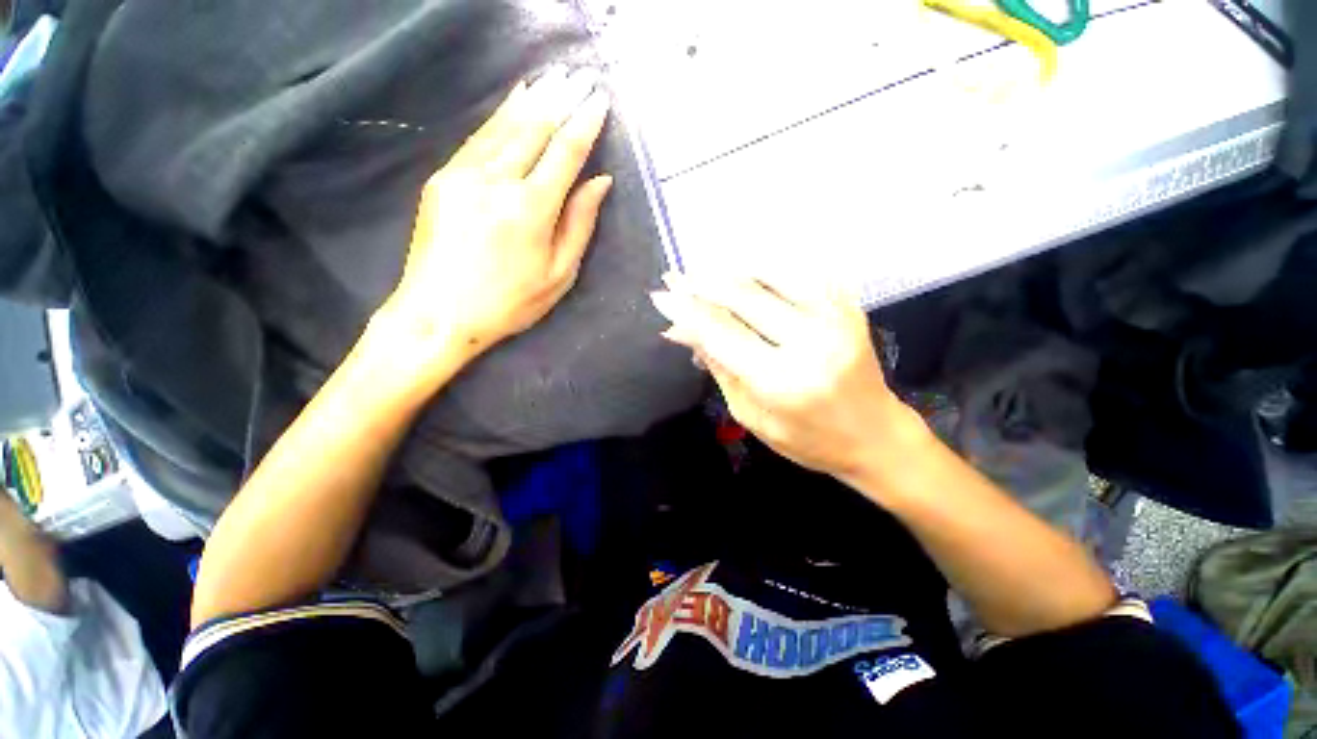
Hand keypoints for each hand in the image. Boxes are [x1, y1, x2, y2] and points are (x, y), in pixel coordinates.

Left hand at [382, 66, 613, 369]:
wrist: (438, 314)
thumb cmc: (510, 303)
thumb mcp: (558, 275)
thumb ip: (579, 225)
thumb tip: (599, 183)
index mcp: (531, 209)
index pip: (565, 153)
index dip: (585, 124)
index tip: (599, 100)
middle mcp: (497, 182)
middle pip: (534, 129)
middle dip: (560, 99)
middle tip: (579, 75)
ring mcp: (464, 175)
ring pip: (504, 126)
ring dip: (530, 100)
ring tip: (550, 78)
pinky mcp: (443, 179)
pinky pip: (478, 139)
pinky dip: (499, 117)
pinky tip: (512, 103)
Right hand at [650, 271, 927, 481]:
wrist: (875, 435)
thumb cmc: (807, 439)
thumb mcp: (751, 415)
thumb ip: (718, 367)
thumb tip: (680, 330)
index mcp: (781, 380)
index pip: (721, 332)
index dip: (687, 310)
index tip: (660, 295)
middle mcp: (810, 341)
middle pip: (744, 296)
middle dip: (702, 282)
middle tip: (676, 275)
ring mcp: (835, 318)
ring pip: (772, 273)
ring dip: (731, 267)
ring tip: (704, 269)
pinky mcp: (848, 306)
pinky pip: (801, 272)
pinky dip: (767, 265)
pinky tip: (745, 265)